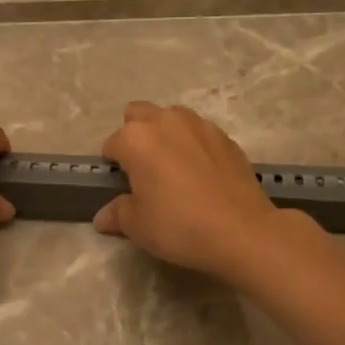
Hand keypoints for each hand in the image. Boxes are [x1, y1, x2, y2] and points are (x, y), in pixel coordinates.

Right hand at [94, 102, 295, 280]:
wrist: (241, 231)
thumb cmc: (179, 226)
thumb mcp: (138, 226)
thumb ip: (117, 213)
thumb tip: (103, 216)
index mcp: (136, 138)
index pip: (112, 144)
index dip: (113, 166)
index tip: (122, 186)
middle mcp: (166, 121)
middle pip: (139, 114)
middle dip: (135, 134)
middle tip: (144, 168)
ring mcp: (200, 125)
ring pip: (172, 117)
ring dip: (166, 133)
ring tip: (174, 166)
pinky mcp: (226, 137)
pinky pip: (200, 132)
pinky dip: (194, 145)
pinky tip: (202, 173)